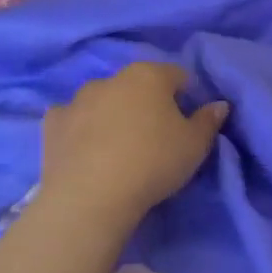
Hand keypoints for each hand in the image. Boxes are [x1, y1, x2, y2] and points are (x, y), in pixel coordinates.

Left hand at [40, 62, 229, 226]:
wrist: (90, 197)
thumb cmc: (153, 163)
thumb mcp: (195, 146)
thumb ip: (209, 121)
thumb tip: (219, 104)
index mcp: (150, 75)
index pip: (178, 75)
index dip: (186, 97)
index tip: (188, 123)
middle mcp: (112, 78)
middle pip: (138, 85)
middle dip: (147, 104)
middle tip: (155, 138)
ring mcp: (78, 99)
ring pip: (104, 100)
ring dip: (113, 114)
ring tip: (118, 148)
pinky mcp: (52, 123)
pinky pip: (72, 119)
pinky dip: (80, 128)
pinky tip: (85, 150)